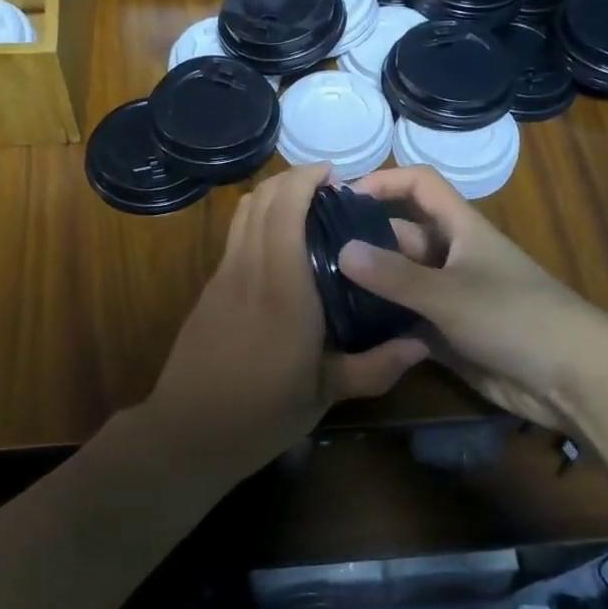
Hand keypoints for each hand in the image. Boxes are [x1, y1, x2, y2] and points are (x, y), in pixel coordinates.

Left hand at [144, 164, 427, 475]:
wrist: (186, 432)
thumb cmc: (260, 414)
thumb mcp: (324, 396)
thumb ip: (375, 367)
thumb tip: (421, 344)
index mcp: (282, 288)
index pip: (284, 209)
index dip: (305, 179)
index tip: (336, 176)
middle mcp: (249, 269)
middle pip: (260, 199)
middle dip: (292, 180)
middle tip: (329, 190)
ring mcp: (223, 276)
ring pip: (243, 214)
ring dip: (272, 196)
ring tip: (307, 208)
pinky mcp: (210, 288)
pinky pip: (235, 236)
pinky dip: (258, 220)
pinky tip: (281, 247)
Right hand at [338, 166, 607, 432]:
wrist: (572, 379)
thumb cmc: (515, 317)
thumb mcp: (449, 293)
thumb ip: (394, 275)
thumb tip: (341, 250)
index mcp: (460, 228)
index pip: (420, 185)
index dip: (384, 181)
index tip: (342, 198)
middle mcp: (452, 256)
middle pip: (402, 234)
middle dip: (364, 239)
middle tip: (314, 254)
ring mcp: (450, 296)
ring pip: (401, 279)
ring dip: (369, 284)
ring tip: (320, 290)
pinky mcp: (448, 333)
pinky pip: (406, 318)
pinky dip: (382, 321)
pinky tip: (347, 329)